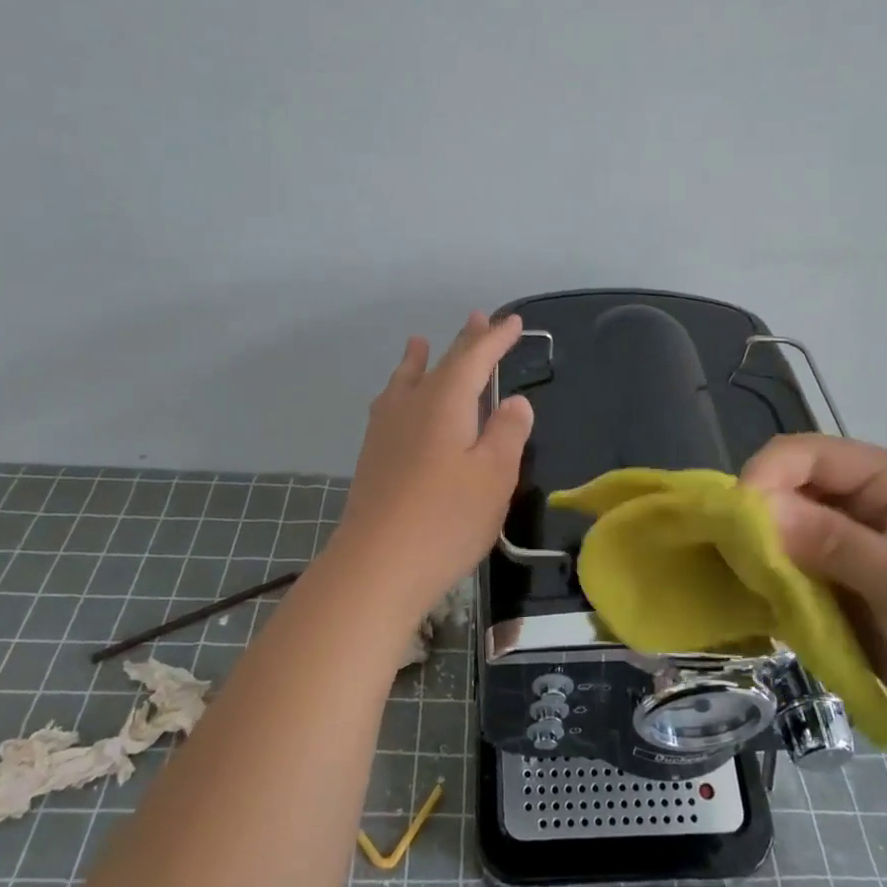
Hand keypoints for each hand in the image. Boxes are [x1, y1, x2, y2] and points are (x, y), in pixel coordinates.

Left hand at [329, 312, 534, 616]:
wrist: (377, 566)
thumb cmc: (446, 518)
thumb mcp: (494, 475)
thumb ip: (507, 433)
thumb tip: (514, 402)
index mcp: (445, 402)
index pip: (474, 359)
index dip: (496, 340)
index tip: (514, 323)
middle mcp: (411, 406)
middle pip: (440, 364)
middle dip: (464, 343)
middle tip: (478, 319)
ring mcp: (385, 431)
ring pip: (405, 382)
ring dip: (419, 361)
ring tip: (418, 343)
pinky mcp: (372, 457)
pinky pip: (389, 404)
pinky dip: (400, 389)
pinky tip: (394, 401)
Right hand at [741, 434, 886, 746]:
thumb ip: (835, 544)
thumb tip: (756, 508)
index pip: (808, 454)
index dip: (767, 475)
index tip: (735, 519)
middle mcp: (862, 506)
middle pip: (789, 490)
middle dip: (756, 518)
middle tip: (731, 558)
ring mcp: (850, 550)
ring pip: (782, 534)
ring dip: (759, 555)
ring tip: (739, 585)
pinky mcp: (841, 590)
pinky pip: (791, 575)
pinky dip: (770, 587)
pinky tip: (757, 607)